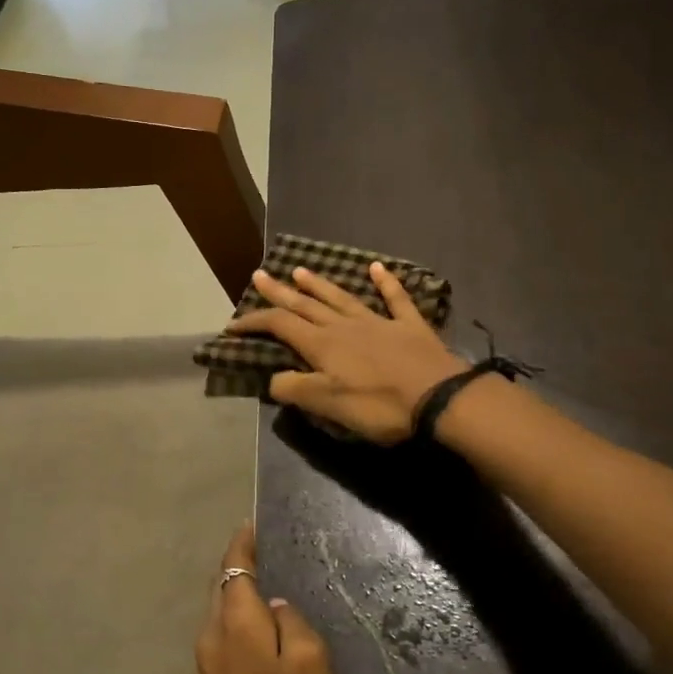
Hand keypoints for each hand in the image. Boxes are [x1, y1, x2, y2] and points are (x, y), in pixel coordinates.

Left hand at [195, 526, 345, 673]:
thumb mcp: (312, 666)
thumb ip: (290, 623)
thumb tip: (272, 605)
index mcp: (234, 627)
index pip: (233, 570)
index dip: (241, 544)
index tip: (250, 525)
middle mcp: (208, 644)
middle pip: (219, 593)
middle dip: (235, 571)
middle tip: (259, 555)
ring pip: (215, 621)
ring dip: (233, 603)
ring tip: (258, 594)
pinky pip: (217, 649)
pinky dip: (231, 632)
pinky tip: (251, 640)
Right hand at [227, 263, 466, 444]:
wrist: (439, 399)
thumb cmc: (379, 406)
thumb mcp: (328, 405)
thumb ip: (296, 389)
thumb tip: (273, 379)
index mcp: (323, 345)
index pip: (280, 326)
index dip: (255, 322)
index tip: (233, 325)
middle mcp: (345, 326)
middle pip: (306, 305)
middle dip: (280, 292)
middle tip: (260, 274)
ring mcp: (379, 322)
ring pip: (342, 298)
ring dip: (320, 285)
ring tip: (301, 270)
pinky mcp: (410, 327)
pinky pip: (395, 299)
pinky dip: (386, 282)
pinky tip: (377, 268)